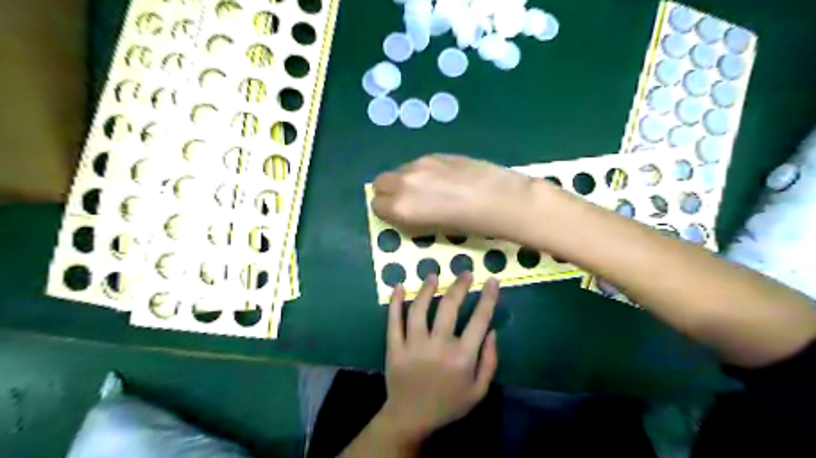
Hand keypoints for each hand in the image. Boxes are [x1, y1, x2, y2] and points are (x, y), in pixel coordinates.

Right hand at [372, 156, 540, 236]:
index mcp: (401, 206)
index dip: (386, 212)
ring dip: (405, 181)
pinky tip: (444, 179)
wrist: (499, 198)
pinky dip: (421, 172)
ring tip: (429, 190)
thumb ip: (411, 219)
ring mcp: (419, 164)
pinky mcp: (436, 154)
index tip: (398, 216)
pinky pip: (417, 164)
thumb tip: (404, 213)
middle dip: (388, 192)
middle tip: (407, 202)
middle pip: (380, 183)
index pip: (376, 206)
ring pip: (399, 171)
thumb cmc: (468, 225)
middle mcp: (404, 182)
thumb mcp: (433, 229)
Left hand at [379, 271, 500, 440]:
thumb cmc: (448, 404)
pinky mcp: (394, 347)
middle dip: (459, 286)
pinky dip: (395, 302)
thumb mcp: (479, 391)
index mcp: (462, 357)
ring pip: (419, 309)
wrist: (411, 419)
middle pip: (449, 307)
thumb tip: (492, 331)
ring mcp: (413, 345)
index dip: (487, 297)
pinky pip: (393, 321)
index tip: (491, 280)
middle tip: (464, 273)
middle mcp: (438, 346)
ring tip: (432, 275)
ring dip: (426, 289)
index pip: (479, 320)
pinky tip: (398, 286)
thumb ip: (489, 361)